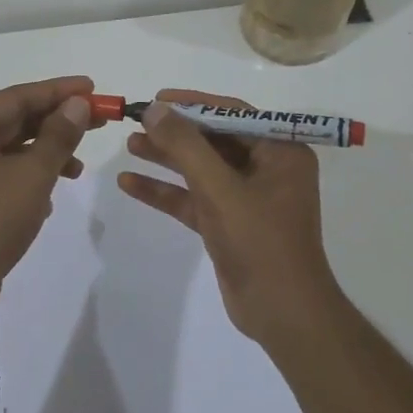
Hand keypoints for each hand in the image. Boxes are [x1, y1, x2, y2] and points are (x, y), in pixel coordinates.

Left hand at [0, 76, 94, 325]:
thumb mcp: (33, 173)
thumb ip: (59, 136)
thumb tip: (78, 104)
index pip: (19, 96)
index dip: (59, 91)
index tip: (93, 88)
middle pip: (17, 120)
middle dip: (58, 121)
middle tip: (100, 120)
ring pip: (14, 150)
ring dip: (48, 153)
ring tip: (79, 168)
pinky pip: (8, 175)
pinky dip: (32, 178)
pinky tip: (51, 197)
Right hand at [117, 89, 340, 343]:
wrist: (282, 313)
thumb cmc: (260, 241)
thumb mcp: (220, 188)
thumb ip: (186, 146)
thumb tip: (156, 109)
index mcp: (281, 152)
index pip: (233, 114)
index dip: (193, 104)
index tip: (157, 99)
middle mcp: (267, 169)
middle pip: (213, 140)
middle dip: (175, 132)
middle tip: (136, 122)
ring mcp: (247, 198)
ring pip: (200, 169)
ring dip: (166, 159)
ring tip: (129, 145)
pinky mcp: (229, 224)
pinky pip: (194, 199)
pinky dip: (166, 192)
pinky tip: (130, 183)